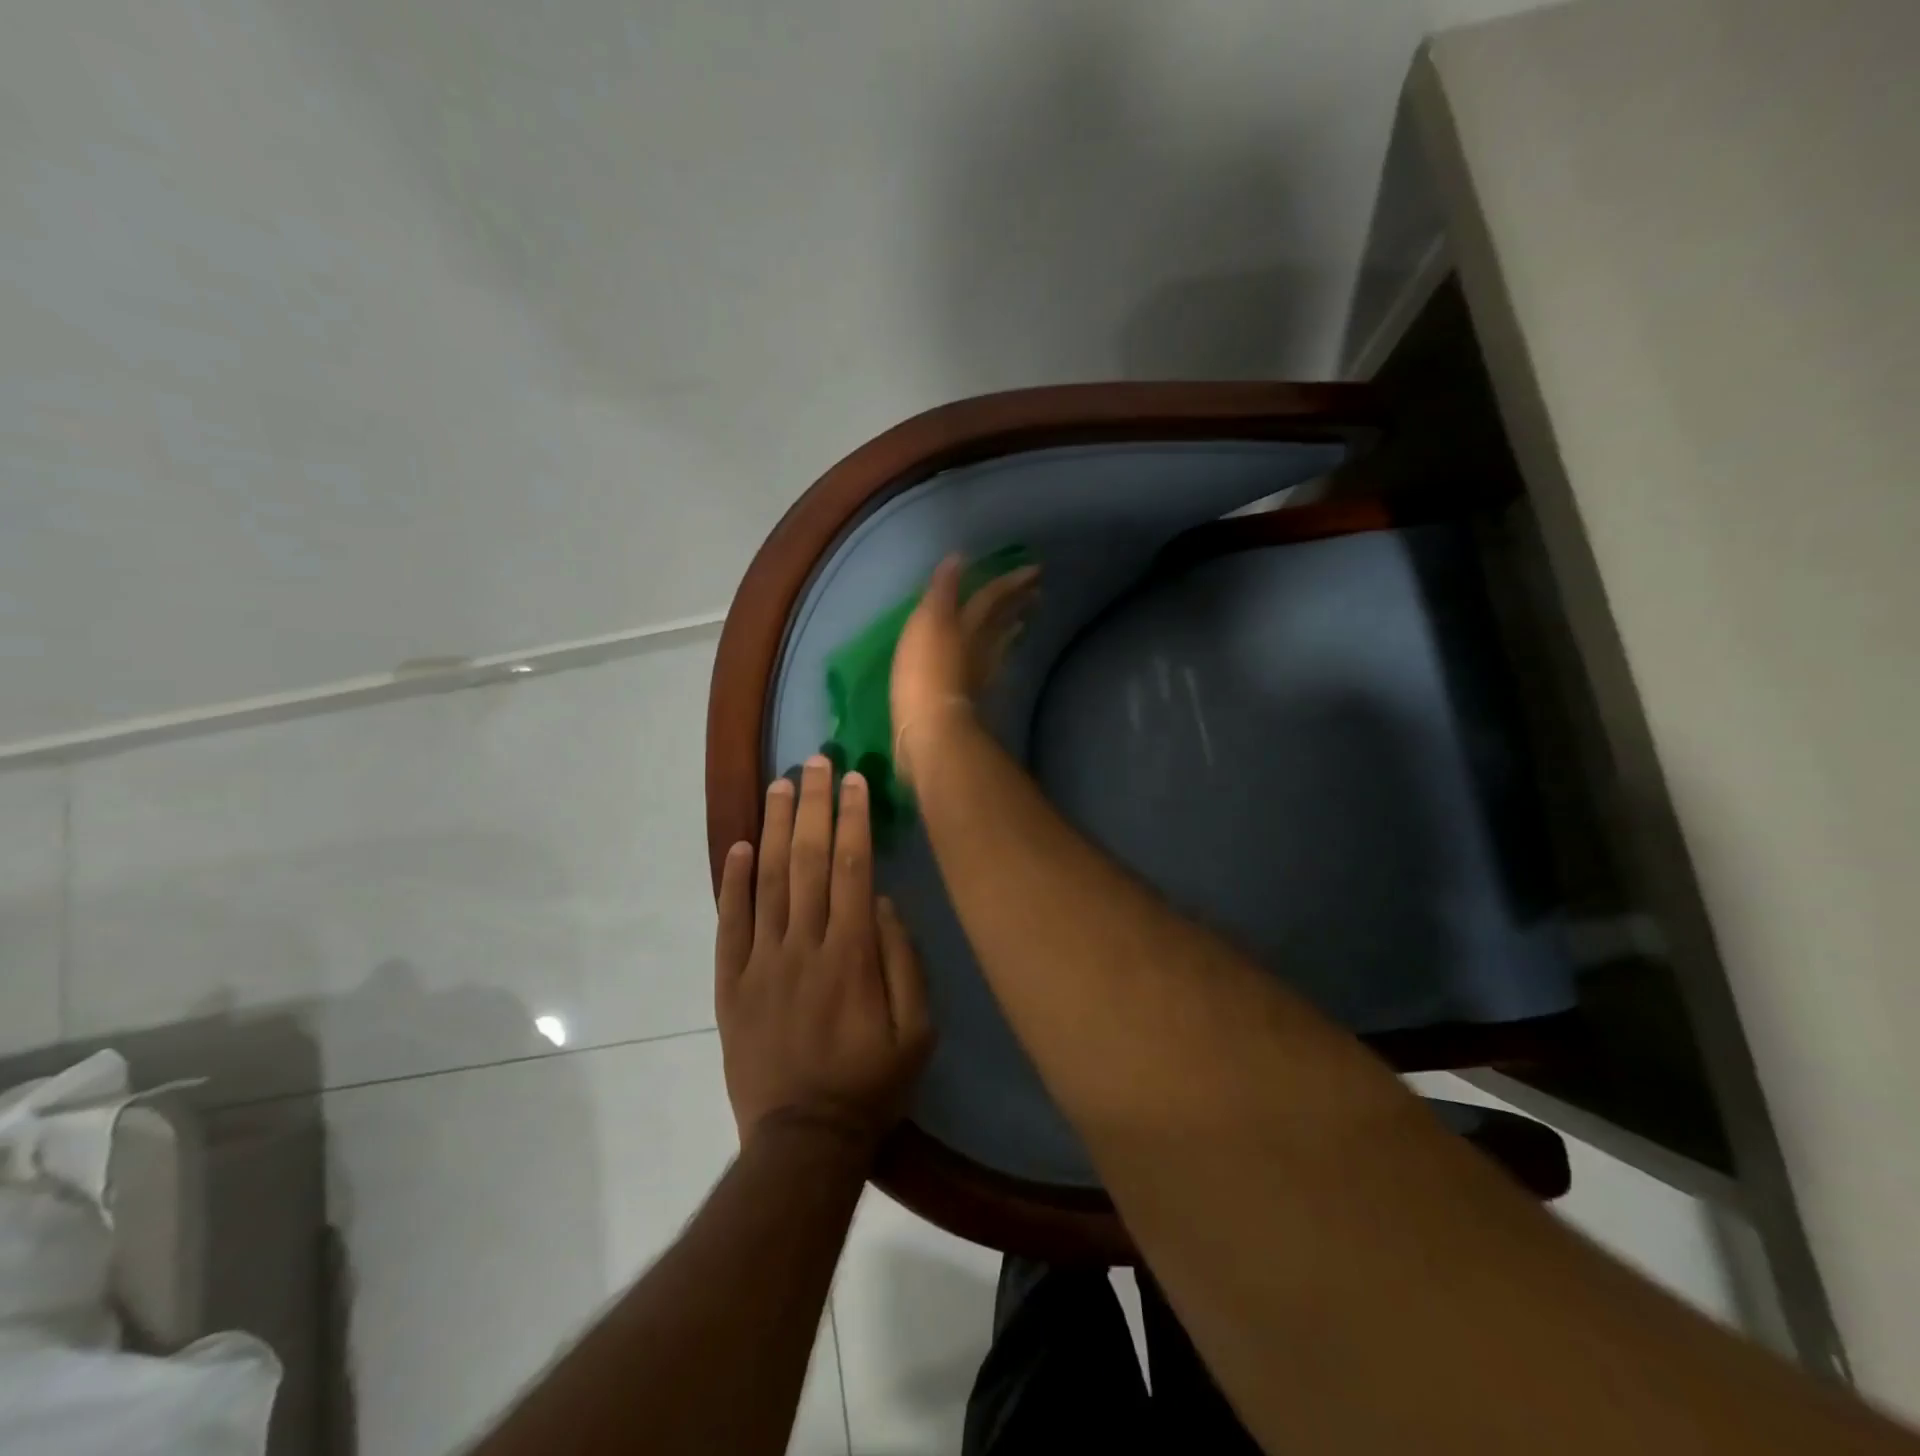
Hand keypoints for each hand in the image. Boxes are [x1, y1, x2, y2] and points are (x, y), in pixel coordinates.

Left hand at [715, 756, 932, 1146]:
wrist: (803, 1140)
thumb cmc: (871, 1084)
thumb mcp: (918, 1032)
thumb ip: (904, 962)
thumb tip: (883, 902)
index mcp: (852, 955)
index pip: (851, 868)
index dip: (853, 819)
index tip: (854, 780)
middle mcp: (804, 946)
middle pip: (806, 860)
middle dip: (813, 805)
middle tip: (815, 762)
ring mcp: (761, 962)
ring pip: (766, 881)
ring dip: (772, 828)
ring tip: (778, 785)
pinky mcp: (731, 984)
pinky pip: (729, 924)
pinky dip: (732, 882)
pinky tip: (737, 846)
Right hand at [890, 553, 1040, 784]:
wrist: (930, 728)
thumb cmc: (925, 671)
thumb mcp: (928, 623)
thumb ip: (943, 591)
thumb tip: (959, 558)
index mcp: (966, 624)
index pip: (992, 597)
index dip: (1011, 582)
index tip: (1035, 570)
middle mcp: (977, 646)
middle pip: (1001, 621)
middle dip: (1018, 604)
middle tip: (1039, 591)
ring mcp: (977, 674)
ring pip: (999, 645)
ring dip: (1010, 630)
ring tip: (1023, 622)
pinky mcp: (970, 697)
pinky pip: (990, 670)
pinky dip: (996, 660)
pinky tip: (997, 662)